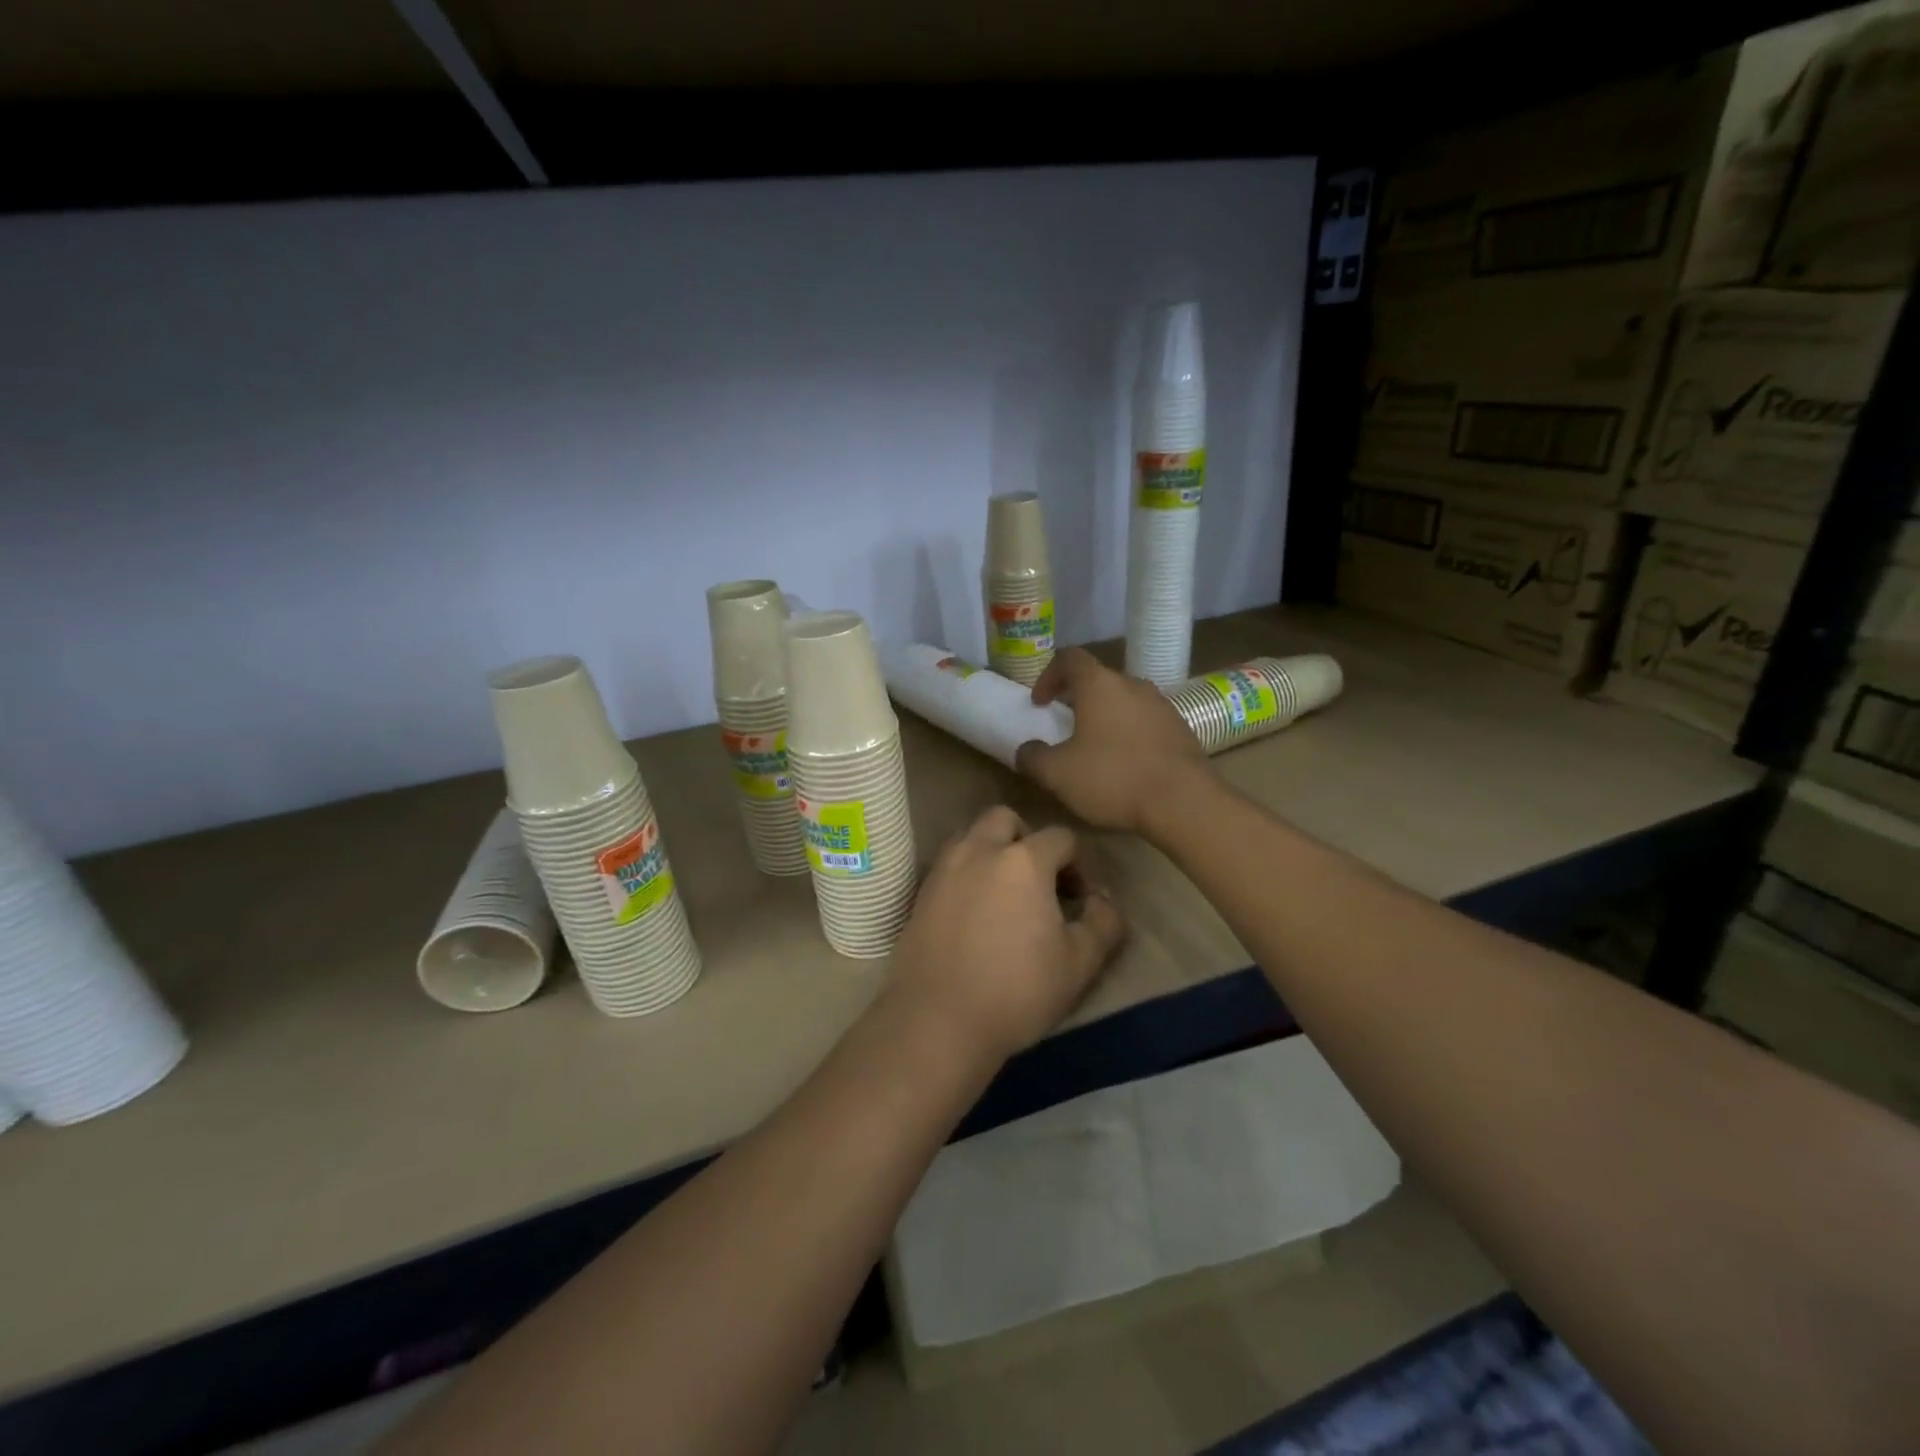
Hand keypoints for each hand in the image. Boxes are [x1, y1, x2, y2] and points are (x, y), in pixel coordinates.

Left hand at [888, 806, 1125, 1063]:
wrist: (937, 1020)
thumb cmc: (1016, 990)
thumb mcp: (1079, 963)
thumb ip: (1103, 923)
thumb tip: (1103, 901)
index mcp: (1023, 860)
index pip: (1061, 837)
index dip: (1079, 864)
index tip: (1081, 900)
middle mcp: (979, 850)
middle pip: (1006, 819)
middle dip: (1028, 840)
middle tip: (1040, 881)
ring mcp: (944, 869)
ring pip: (972, 836)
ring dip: (992, 850)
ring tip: (1005, 893)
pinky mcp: (921, 892)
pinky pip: (949, 864)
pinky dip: (966, 872)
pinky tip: (974, 911)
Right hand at [1016, 648, 1212, 833]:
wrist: (1184, 802)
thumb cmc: (1113, 778)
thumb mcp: (1058, 774)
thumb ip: (1033, 757)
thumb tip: (1026, 749)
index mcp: (1099, 684)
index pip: (1069, 658)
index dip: (1048, 676)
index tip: (1040, 703)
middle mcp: (1132, 684)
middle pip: (1099, 679)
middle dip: (1077, 698)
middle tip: (1065, 725)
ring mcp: (1162, 705)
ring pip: (1125, 700)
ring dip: (1106, 716)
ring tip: (1095, 747)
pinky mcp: (1181, 728)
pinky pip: (1146, 721)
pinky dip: (1130, 733)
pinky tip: (1126, 763)